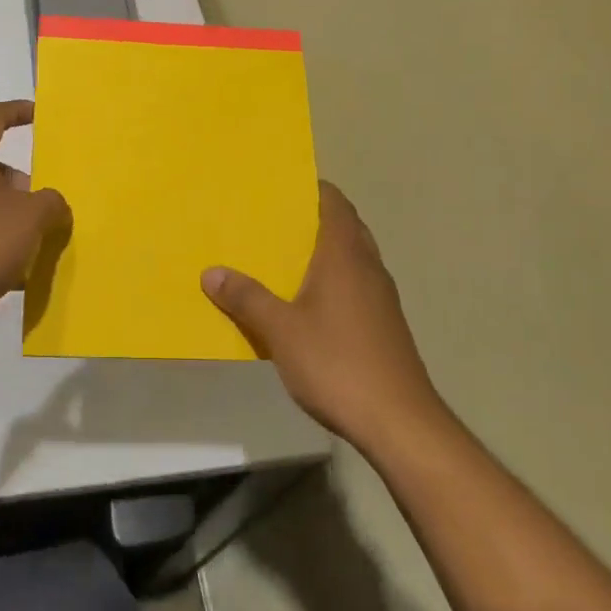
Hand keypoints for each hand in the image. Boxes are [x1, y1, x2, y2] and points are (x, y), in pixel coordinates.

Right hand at [202, 181, 439, 451]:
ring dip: (323, 252)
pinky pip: (355, 285)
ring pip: (351, 258)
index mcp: (345, 254)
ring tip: (282, 258)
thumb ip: (246, 298)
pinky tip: (306, 304)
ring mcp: (381, 297)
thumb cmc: (338, 363)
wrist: (399, 422)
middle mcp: (368, 266)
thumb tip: (211, 272)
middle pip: (344, 226)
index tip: (280, 188)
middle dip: (312, 220)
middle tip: (272, 222)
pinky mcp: (385, 325)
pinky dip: (332, 281)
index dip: (311, 189)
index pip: (334, 202)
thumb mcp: (280, 331)